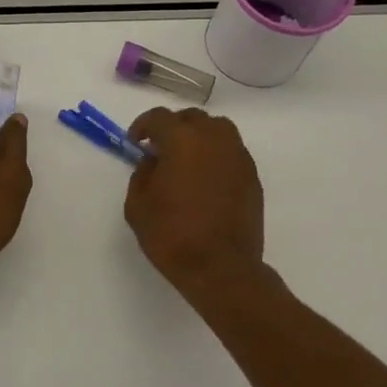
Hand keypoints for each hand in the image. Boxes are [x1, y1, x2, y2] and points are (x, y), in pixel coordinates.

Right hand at [124, 108, 264, 292]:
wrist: (220, 268)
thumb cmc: (172, 235)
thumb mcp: (138, 205)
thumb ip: (142, 173)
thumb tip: (154, 161)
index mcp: (182, 140)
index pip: (159, 118)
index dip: (143, 125)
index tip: (135, 141)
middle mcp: (213, 139)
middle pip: (192, 118)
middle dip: (173, 127)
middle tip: (160, 148)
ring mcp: (237, 156)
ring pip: (218, 129)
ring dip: (199, 136)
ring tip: (187, 158)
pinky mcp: (252, 176)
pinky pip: (232, 151)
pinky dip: (216, 155)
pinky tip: (206, 177)